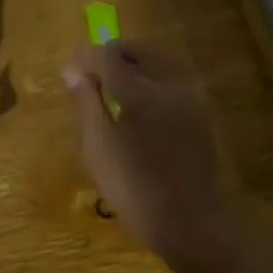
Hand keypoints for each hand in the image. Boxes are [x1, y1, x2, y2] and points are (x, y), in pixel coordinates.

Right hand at [64, 40, 223, 254]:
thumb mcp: (98, 147)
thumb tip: (72, 68)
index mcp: (140, 92)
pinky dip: (152, 81)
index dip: (87, 56)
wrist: (188, 221)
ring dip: (135, 65)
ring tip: (114, 89)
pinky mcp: (200, 112)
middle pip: (139, 51)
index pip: (108, 55)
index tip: (72, 67)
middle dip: (113, 56)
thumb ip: (86, 102)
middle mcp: (169, 84)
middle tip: (92, 75)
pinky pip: (172, 81)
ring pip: (159, 63)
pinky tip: (140, 106)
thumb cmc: (133, 187)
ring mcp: (190, 97)